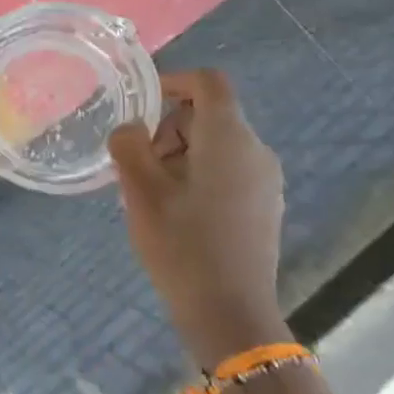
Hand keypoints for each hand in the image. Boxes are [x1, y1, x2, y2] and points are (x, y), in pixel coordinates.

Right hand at [109, 69, 289, 371]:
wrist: (230, 313)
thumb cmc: (181, 245)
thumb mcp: (140, 191)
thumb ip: (128, 146)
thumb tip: (129, 128)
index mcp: (229, 139)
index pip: (208, 82)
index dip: (173, 81)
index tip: (140, 105)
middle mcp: (256, 151)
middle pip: (209, 115)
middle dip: (167, 128)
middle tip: (136, 163)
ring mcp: (265, 181)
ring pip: (216, 145)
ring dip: (178, 154)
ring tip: (149, 191)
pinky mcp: (263, 206)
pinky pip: (227, 171)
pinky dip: (196, 175)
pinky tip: (174, 211)